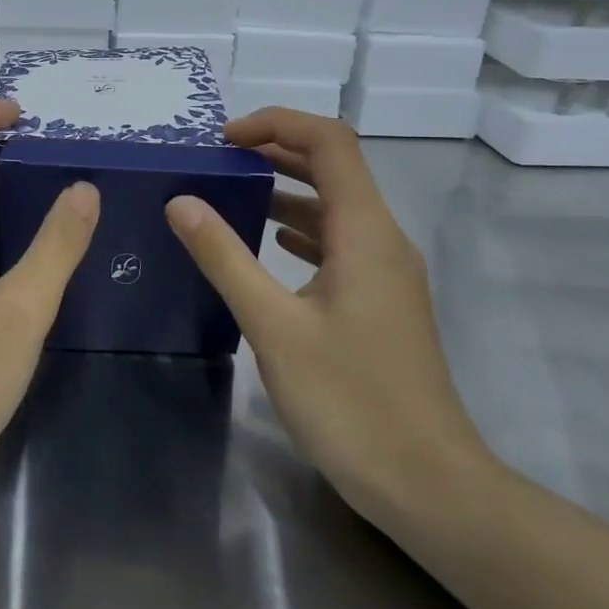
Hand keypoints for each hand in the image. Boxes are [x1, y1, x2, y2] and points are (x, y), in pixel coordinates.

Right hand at [164, 107, 497, 523]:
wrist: (427, 483)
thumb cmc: (349, 400)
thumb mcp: (274, 326)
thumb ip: (225, 258)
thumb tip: (181, 202)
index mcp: (365, 232)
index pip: (330, 142)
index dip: (278, 124)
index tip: (224, 140)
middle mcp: (383, 240)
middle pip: (335, 167)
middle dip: (277, 151)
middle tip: (218, 160)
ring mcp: (386, 273)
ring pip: (335, 207)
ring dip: (286, 190)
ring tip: (231, 194)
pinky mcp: (380, 302)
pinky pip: (338, 243)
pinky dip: (300, 230)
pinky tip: (268, 245)